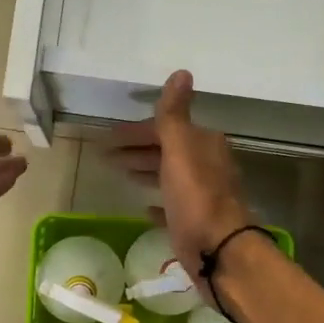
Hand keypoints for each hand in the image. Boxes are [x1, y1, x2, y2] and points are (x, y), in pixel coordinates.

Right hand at [108, 71, 250, 286]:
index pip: (165, 128)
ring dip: (145, 169)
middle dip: (137, 149)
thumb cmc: (195, 198)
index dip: (136, 131)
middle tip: (106, 155)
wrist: (217, 250)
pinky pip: (172, 205)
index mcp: (203, 145)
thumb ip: (174, 114)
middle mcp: (205, 165)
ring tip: (119, 172)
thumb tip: (181, 72)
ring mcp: (201, 195)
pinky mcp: (195, 221)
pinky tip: (144, 206)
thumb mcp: (180, 150)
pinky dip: (157, 202)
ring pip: (168, 175)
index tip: (108, 137)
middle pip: (166, 150)